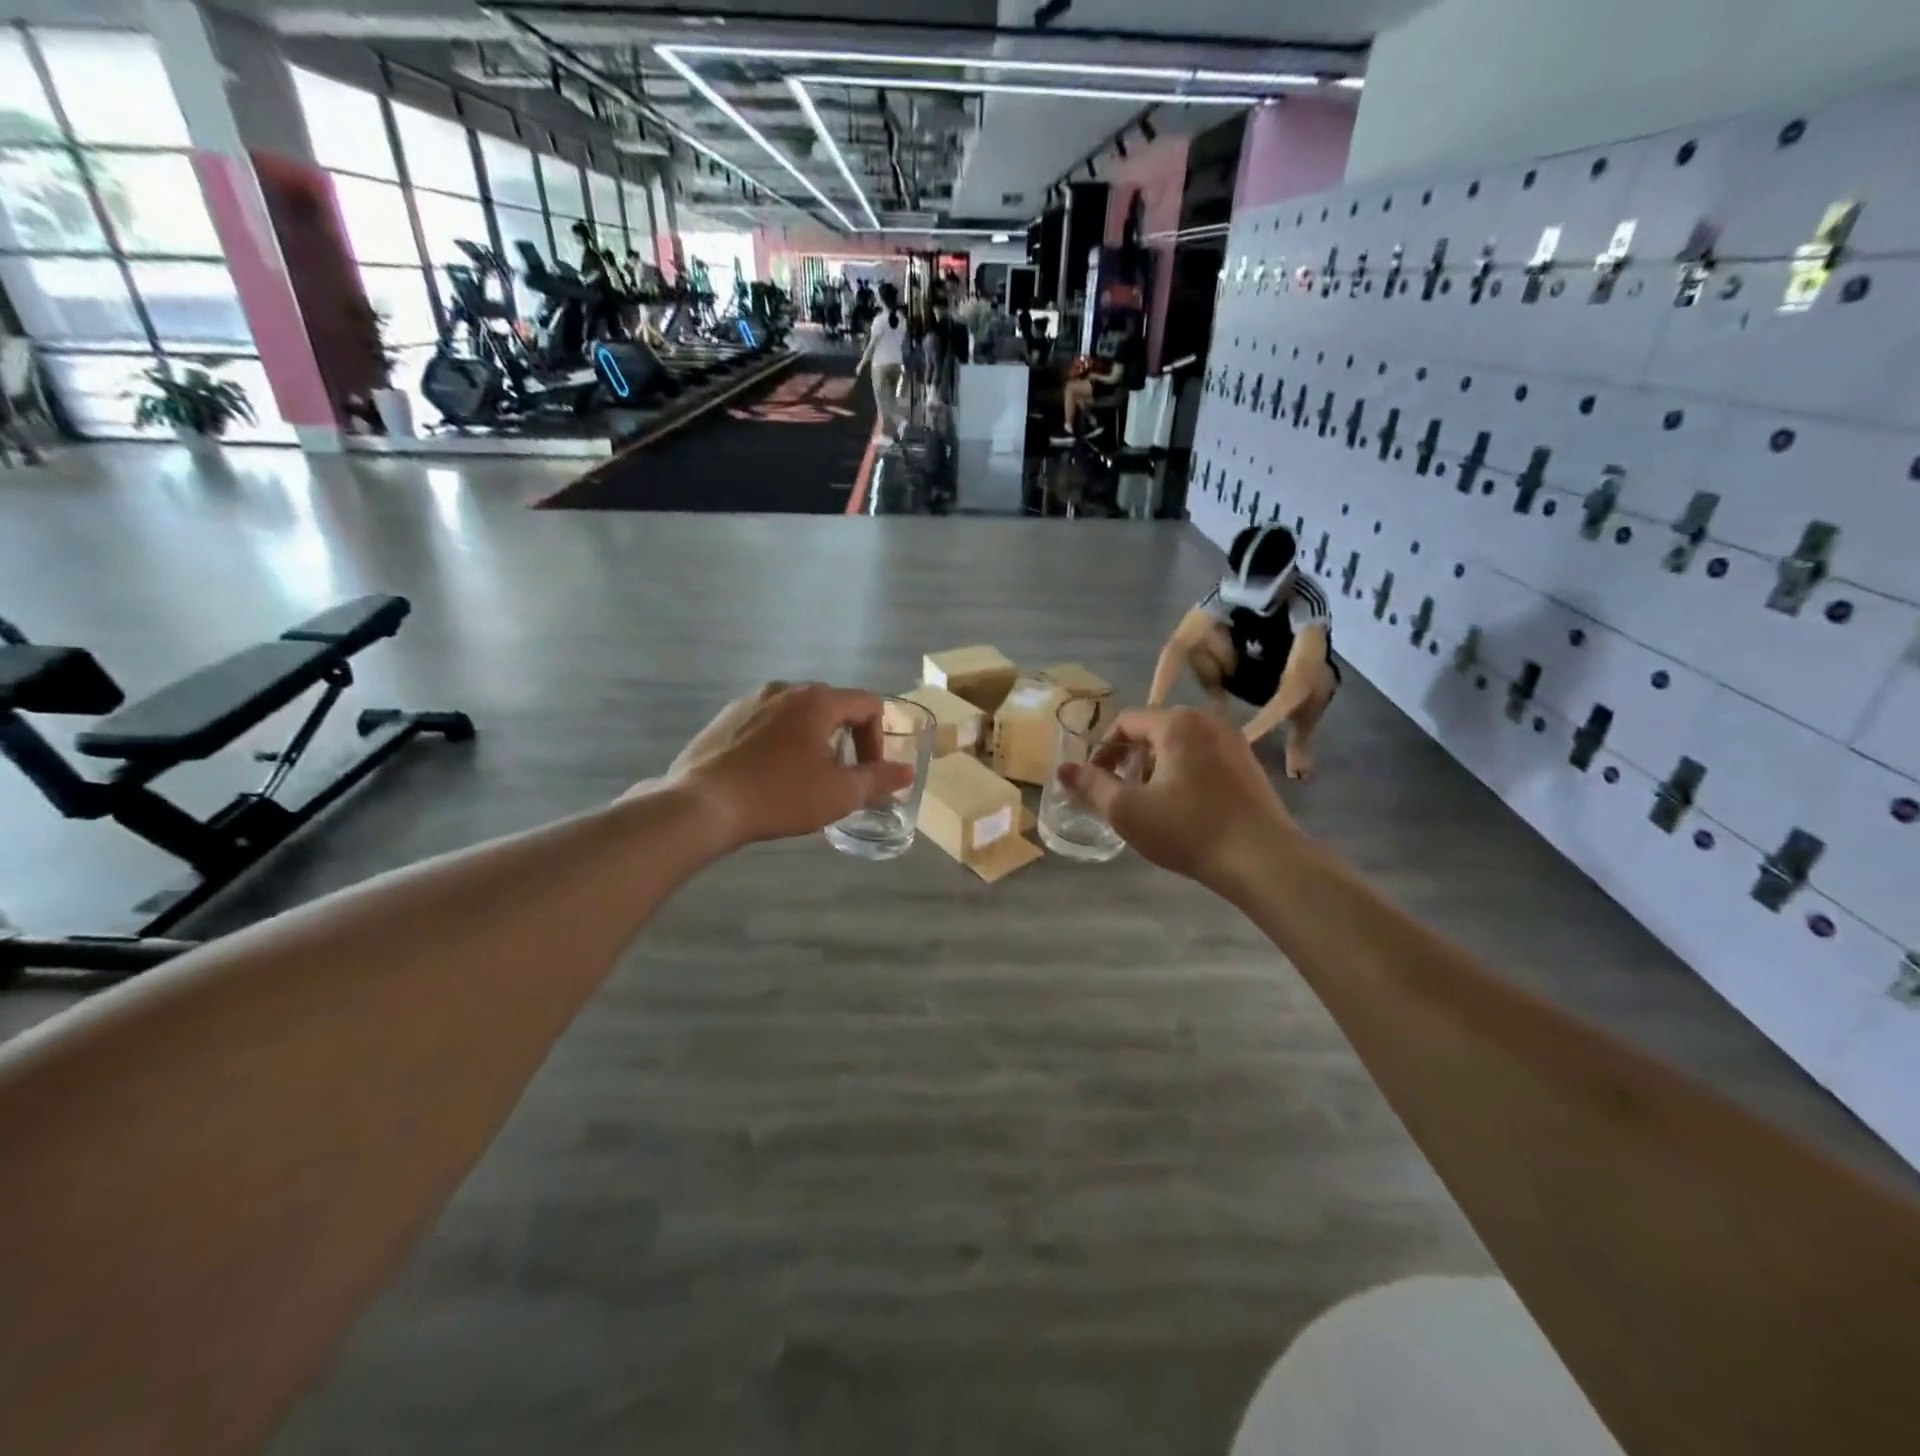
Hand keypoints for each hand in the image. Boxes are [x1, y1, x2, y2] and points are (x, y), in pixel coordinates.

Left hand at [663, 683, 912, 847]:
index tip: (867, 773)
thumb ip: (878, 779)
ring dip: (812, 740)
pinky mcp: (725, 718)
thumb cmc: (779, 795)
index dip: (878, 739)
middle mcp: (785, 689)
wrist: (702, 805)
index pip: (868, 704)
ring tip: (803, 778)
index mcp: (817, 700)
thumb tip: (907, 772)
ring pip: (797, 714)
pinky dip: (780, 742)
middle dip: (846, 740)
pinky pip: (767, 722)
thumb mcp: (838, 794)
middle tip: (839, 778)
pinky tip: (768, 775)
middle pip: (833, 706)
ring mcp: (750, 700)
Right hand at [1056, 708, 1293, 889]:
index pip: (1125, 723)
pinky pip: (1203, 757)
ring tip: (1150, 803)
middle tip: (1121, 794)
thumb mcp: (1127, 810)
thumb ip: (1091, 786)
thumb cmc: (1189, 830)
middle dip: (1130, 759)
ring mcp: (1233, 741)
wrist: (1263, 859)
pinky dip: (1184, 773)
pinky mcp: (1249, 764)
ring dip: (1156, 767)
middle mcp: (1207, 721)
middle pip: (1153, 731)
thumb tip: (1062, 770)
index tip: (1095, 783)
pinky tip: (1183, 808)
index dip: (1102, 751)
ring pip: (1179, 745)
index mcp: (1177, 723)